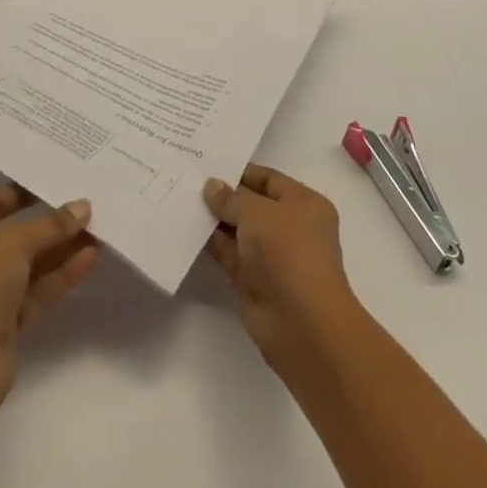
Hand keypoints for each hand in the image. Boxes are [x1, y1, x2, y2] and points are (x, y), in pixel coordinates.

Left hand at [0, 184, 99, 409]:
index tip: (61, 182)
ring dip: (60, 249)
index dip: (26, 192)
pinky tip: (91, 258)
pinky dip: (59, 275)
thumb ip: (50, 225)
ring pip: (27, 264)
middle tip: (87, 207)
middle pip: (12, 233)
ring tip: (99, 230)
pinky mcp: (1, 324)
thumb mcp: (13, 243)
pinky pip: (34, 290)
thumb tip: (83, 207)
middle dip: (50, 223)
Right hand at [204, 165, 359, 373]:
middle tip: (188, 178)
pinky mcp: (253, 281)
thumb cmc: (287, 251)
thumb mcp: (257, 212)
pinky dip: (211, 243)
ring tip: (181, 198)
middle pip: (252, 205)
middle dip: (224, 195)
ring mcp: (272, 256)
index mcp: (304, 204)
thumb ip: (231, 198)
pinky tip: (187, 227)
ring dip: (214, 219)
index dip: (241, 171)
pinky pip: (228, 254)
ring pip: (238, 230)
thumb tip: (211, 186)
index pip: (269, 180)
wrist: (301, 323)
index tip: (209, 164)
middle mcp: (290, 227)